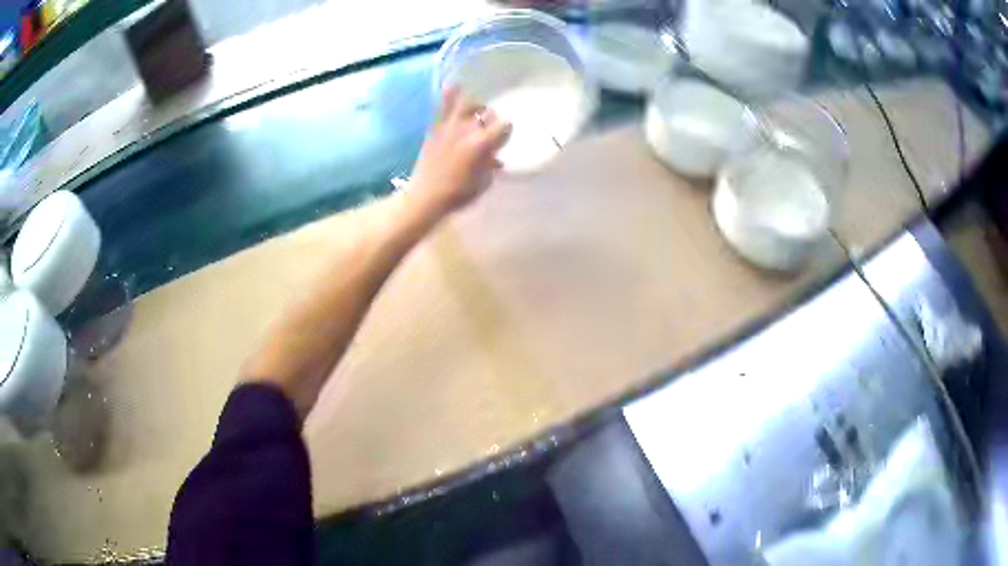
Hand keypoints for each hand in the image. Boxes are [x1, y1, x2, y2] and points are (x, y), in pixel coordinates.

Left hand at [407, 88, 510, 216]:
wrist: (424, 197)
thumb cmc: (458, 195)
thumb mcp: (483, 183)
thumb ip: (490, 165)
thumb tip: (493, 157)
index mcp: (482, 144)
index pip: (504, 126)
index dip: (506, 130)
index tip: (504, 137)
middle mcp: (468, 130)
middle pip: (487, 113)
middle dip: (492, 119)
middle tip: (490, 128)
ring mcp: (450, 127)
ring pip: (468, 104)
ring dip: (475, 106)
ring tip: (476, 111)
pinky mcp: (435, 128)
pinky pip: (443, 107)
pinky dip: (449, 95)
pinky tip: (453, 85)